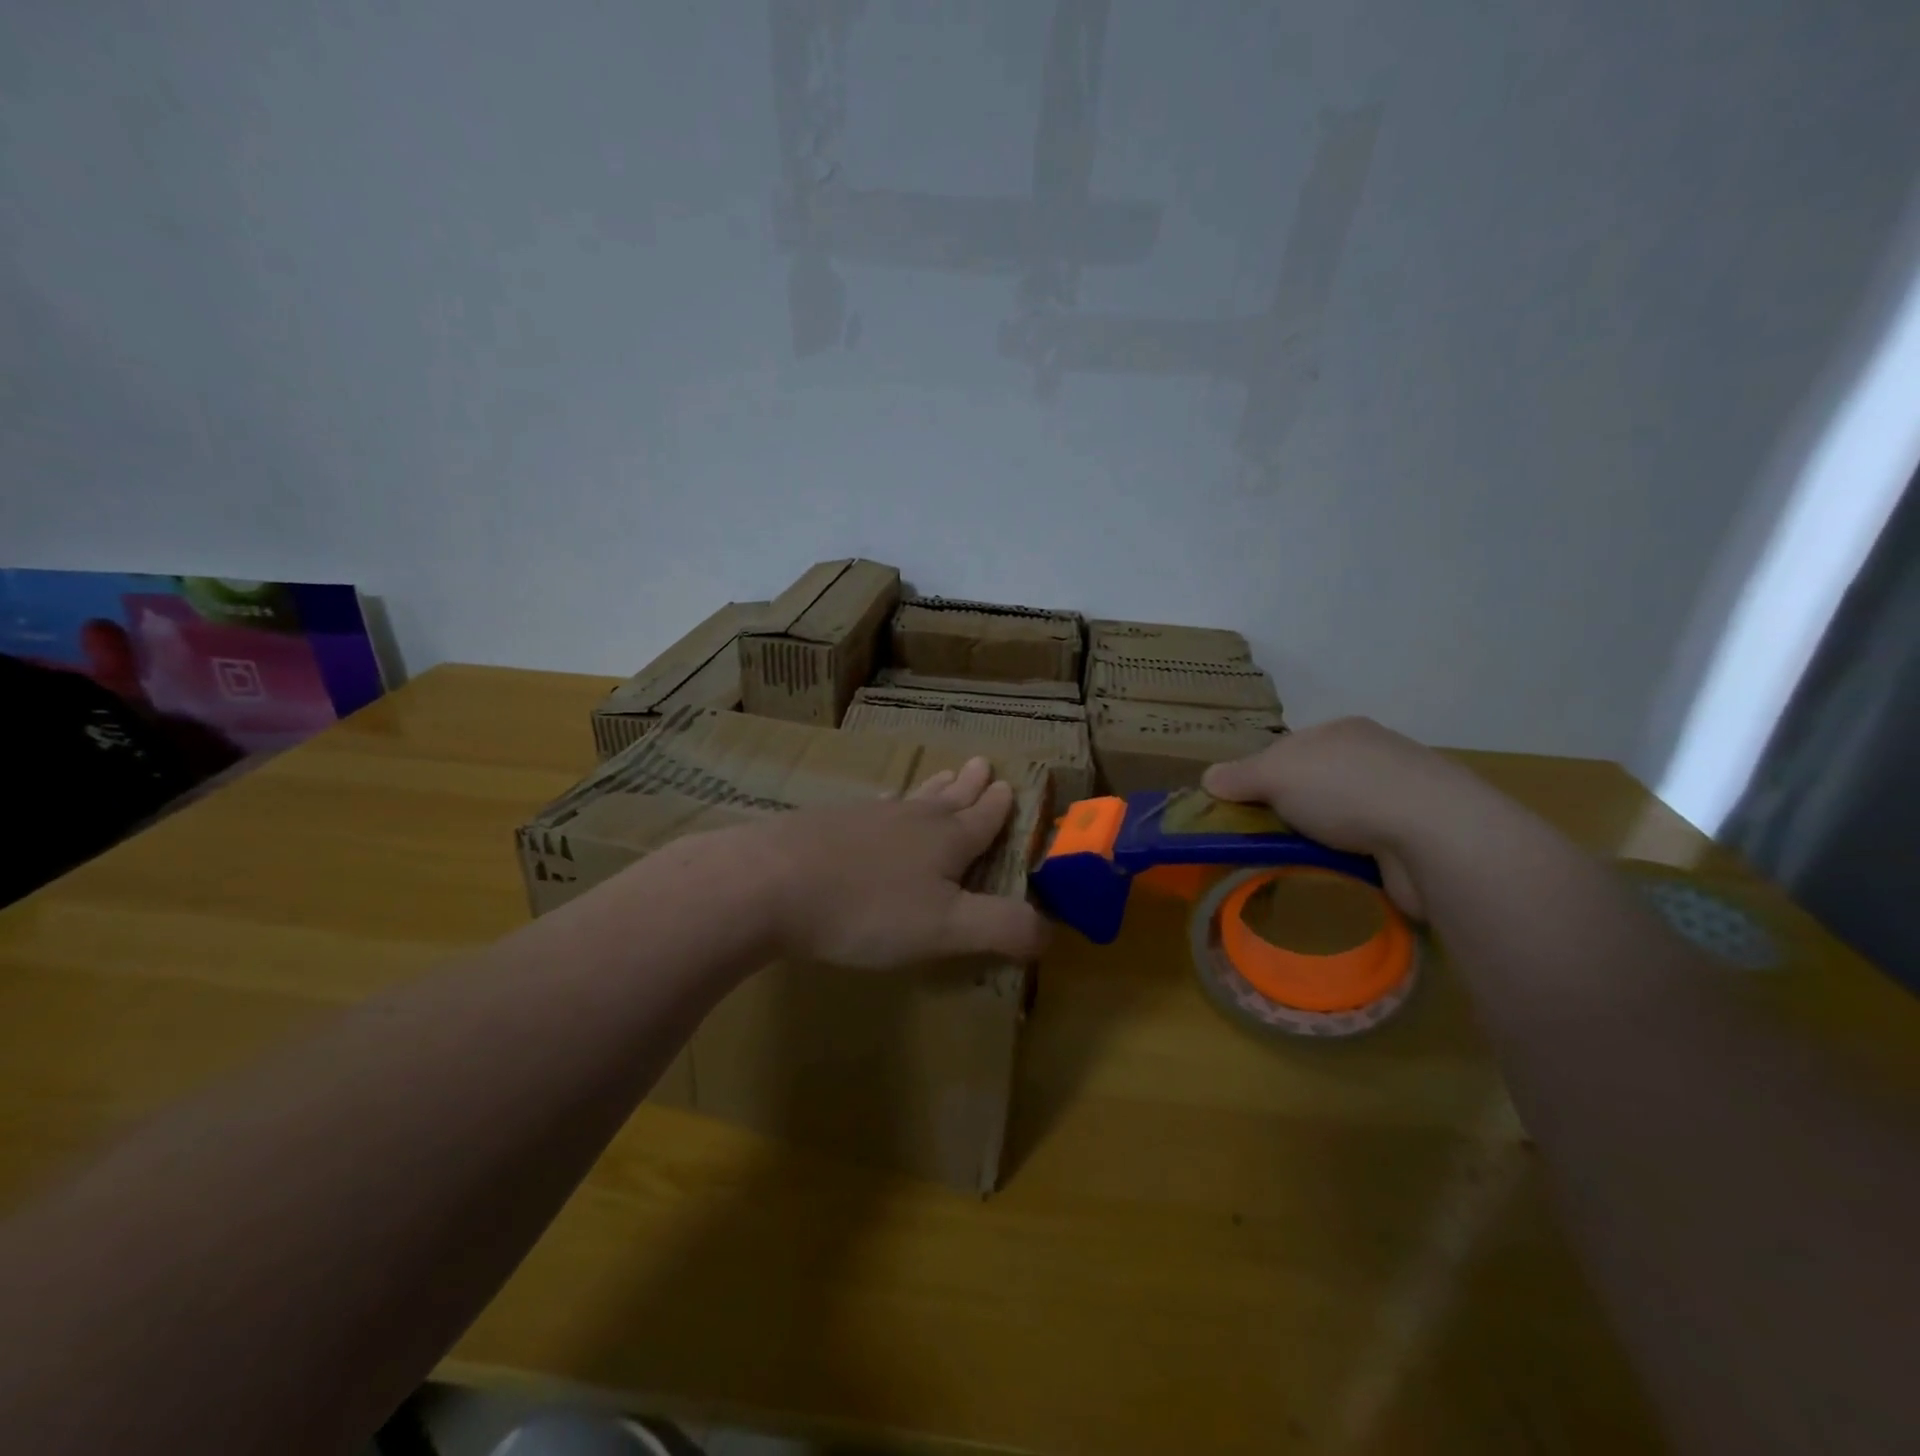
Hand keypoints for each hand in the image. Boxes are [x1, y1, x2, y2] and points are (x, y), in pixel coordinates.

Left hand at [752, 756, 1050, 968]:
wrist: (772, 883)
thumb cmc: (868, 909)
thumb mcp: (946, 928)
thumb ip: (1002, 927)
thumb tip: (1053, 930)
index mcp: (946, 841)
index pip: (983, 819)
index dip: (999, 806)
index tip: (1009, 784)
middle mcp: (911, 819)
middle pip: (948, 799)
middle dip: (970, 786)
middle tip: (982, 762)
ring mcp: (867, 817)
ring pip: (911, 798)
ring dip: (933, 788)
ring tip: (944, 775)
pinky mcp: (829, 824)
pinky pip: (873, 807)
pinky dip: (888, 803)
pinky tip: (879, 804)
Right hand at [1201, 717, 1477, 917]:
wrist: (1436, 834)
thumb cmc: (1346, 789)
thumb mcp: (1274, 773)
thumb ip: (1239, 776)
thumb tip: (1210, 779)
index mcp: (1342, 731)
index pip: (1287, 749)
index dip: (1259, 776)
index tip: (1241, 807)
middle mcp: (1373, 756)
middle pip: (1313, 783)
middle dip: (1288, 810)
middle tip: (1260, 839)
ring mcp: (1401, 796)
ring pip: (1340, 818)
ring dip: (1318, 838)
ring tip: (1292, 862)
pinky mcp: (1419, 837)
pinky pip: (1368, 847)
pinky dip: (1348, 859)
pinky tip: (1334, 873)